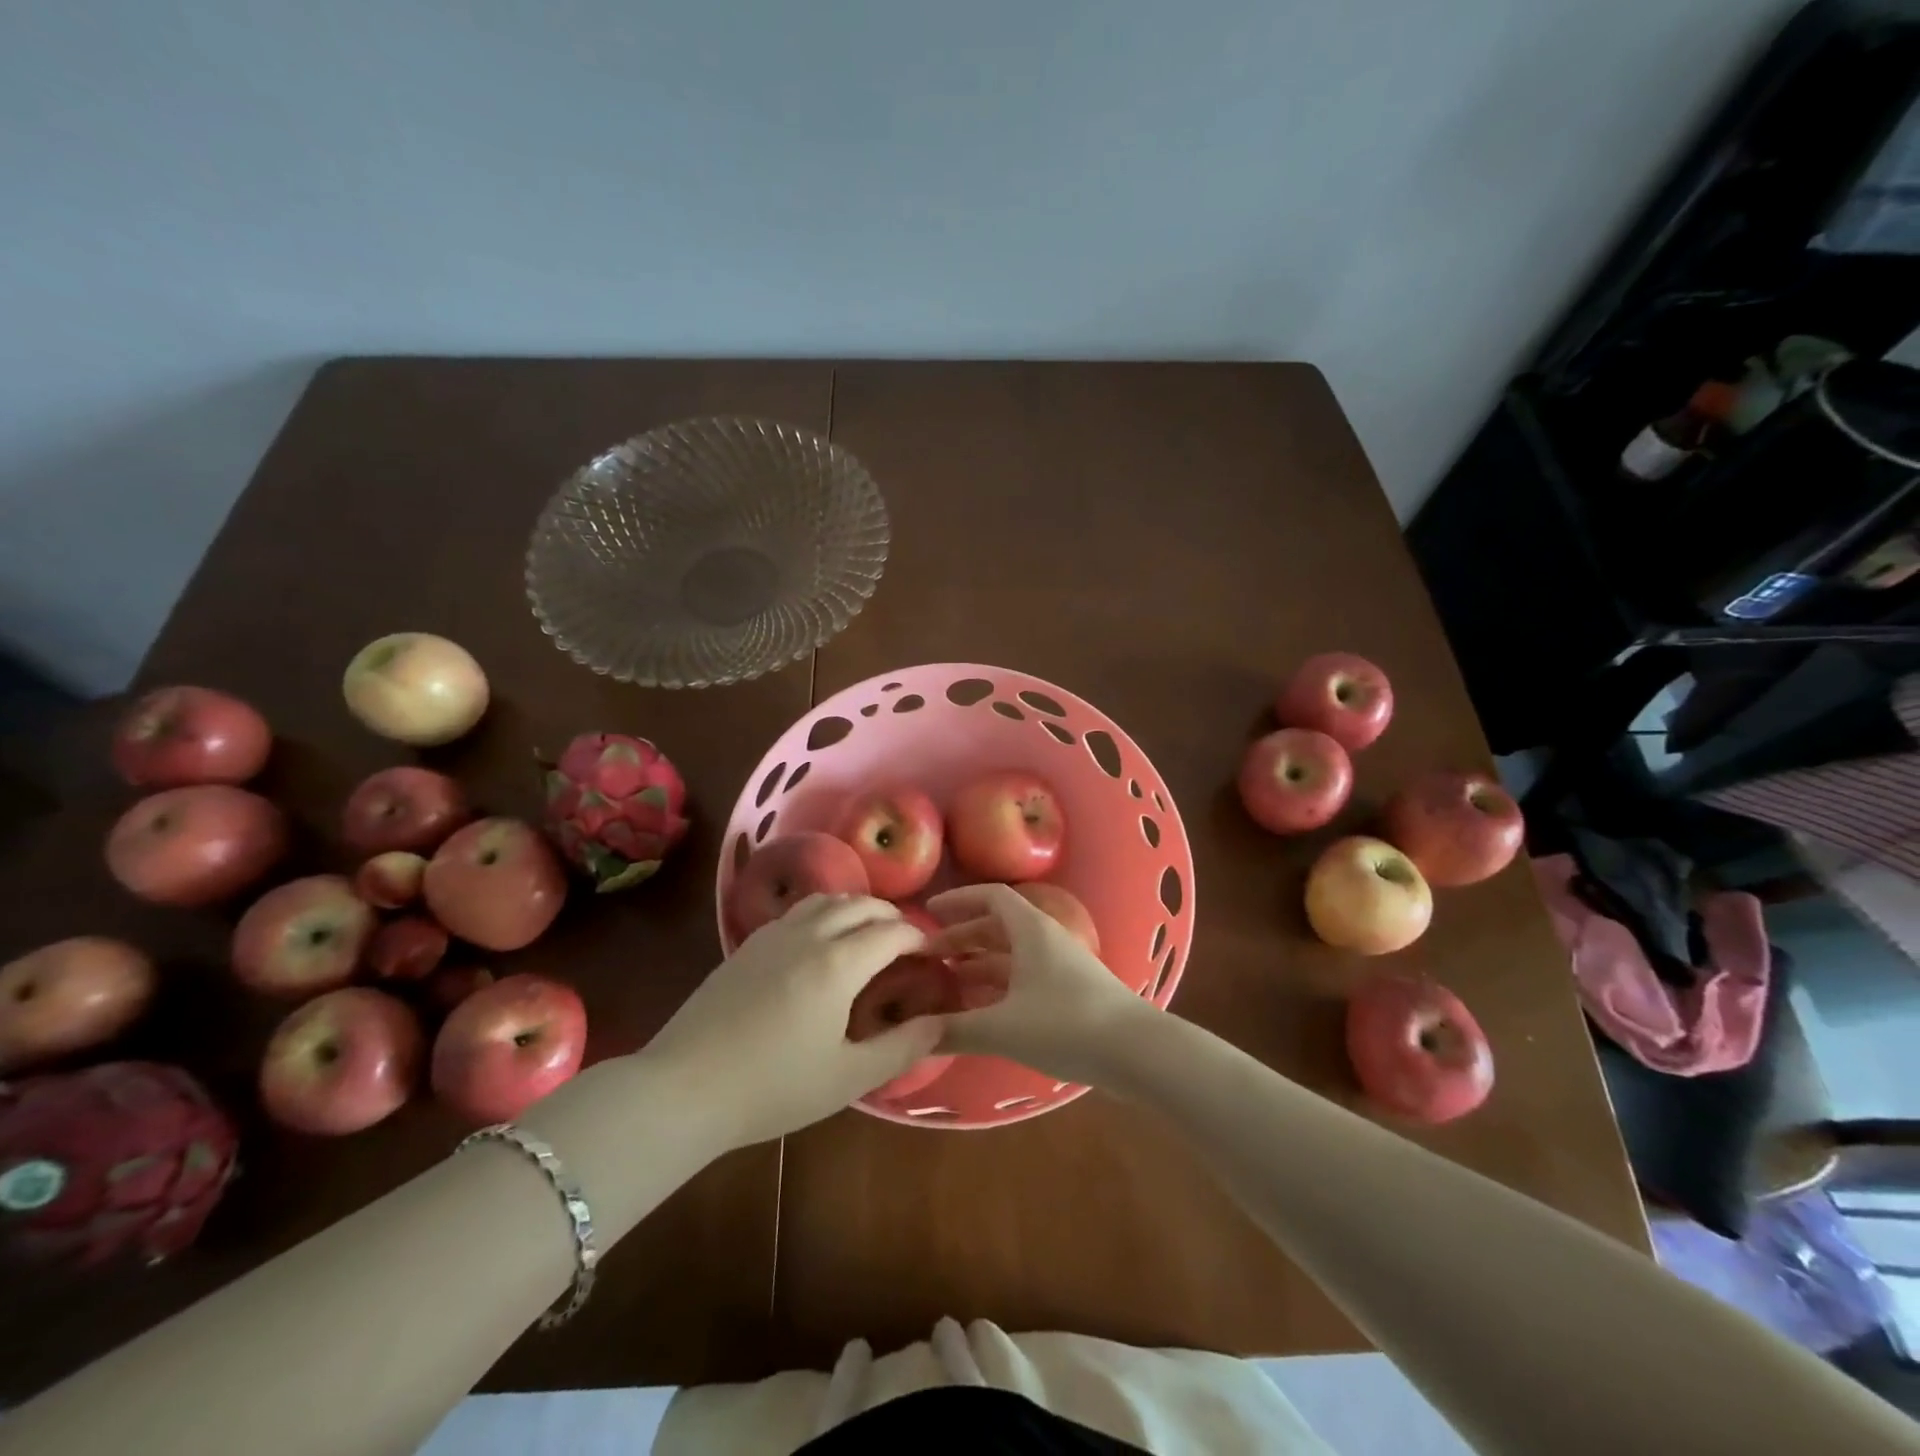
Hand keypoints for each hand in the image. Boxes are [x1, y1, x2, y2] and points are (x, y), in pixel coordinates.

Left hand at [642, 896, 942, 1148]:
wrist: (683, 1087)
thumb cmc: (773, 1087)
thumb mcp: (847, 1078)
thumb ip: (901, 1047)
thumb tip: (940, 1022)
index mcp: (838, 963)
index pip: (892, 931)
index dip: (919, 939)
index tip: (932, 956)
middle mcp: (809, 935)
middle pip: (861, 905)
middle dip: (891, 916)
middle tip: (905, 944)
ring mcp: (774, 934)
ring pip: (827, 899)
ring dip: (856, 908)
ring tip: (866, 934)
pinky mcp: (748, 944)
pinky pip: (798, 910)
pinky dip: (824, 913)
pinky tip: (819, 943)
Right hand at [928, 883, 1152, 1084]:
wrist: (1137, 1052)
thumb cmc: (1067, 1024)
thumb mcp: (1003, 1027)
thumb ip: (954, 1029)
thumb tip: (910, 1034)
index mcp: (1031, 930)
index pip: (991, 897)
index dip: (958, 900)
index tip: (927, 912)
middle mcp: (1045, 940)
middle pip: (997, 927)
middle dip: (961, 937)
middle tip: (928, 957)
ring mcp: (1060, 967)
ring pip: (1010, 955)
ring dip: (978, 964)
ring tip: (945, 984)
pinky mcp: (1070, 994)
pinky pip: (1023, 979)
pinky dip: (997, 987)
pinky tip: (979, 1011)